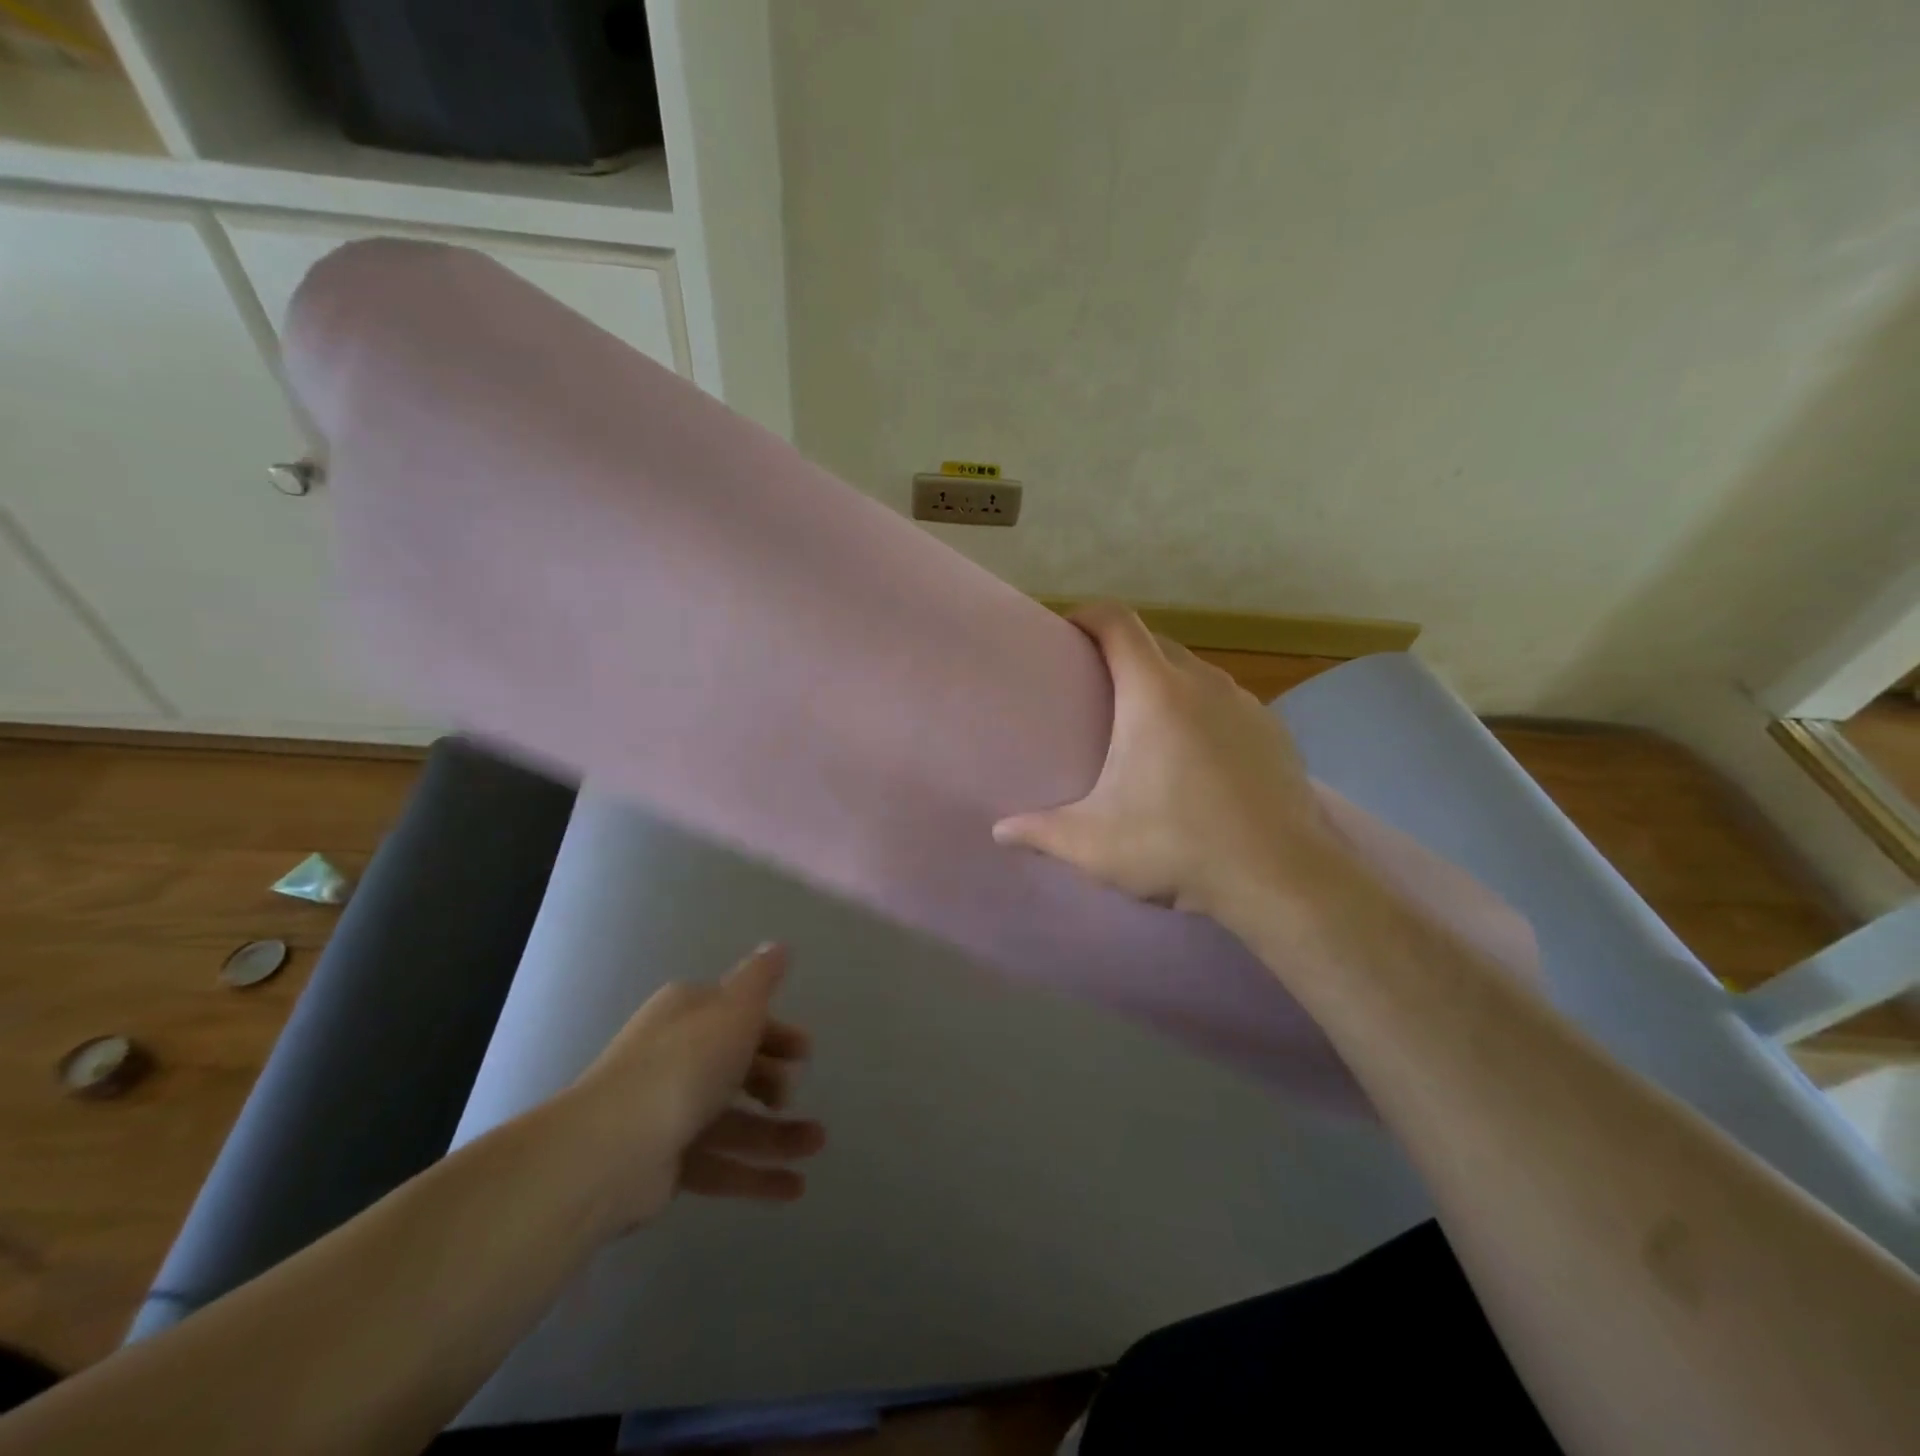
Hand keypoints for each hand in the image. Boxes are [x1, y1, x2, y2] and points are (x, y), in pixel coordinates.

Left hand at [559, 942, 825, 1232]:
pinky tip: (795, 1187)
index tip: (805, 1051)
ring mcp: (669, 1112)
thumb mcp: (735, 1008)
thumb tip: (778, 944)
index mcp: (688, 1013)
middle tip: (794, 1092)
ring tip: (818, 1143)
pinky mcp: (666, 1163)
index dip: (775, 1031)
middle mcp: (677, 1057)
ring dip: (778, 1132)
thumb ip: (761, 979)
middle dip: (775, 1079)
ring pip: (733, 1119)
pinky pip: (720, 1164)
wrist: (611, 1149)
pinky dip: (756, 1174)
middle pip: (736, 1066)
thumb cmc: (685, 1064)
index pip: (739, 1015)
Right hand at [993, 603, 1338, 921]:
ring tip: (1144, 722)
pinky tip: (1197, 755)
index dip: (1087, 615)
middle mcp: (1203, 683)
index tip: (1066, 632)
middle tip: (1094, 687)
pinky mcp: (1275, 731)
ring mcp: (1246, 705)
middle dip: (1121, 652)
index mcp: (1154, 693)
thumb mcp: (1094, 844)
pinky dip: (1203, 711)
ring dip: (1165, 682)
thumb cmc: (1178, 846)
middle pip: (1155, 643)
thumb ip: (1040, 832)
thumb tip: (1000, 832)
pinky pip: (1227, 703)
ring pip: (1195, 673)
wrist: (1282, 877)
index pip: (1117, 622)